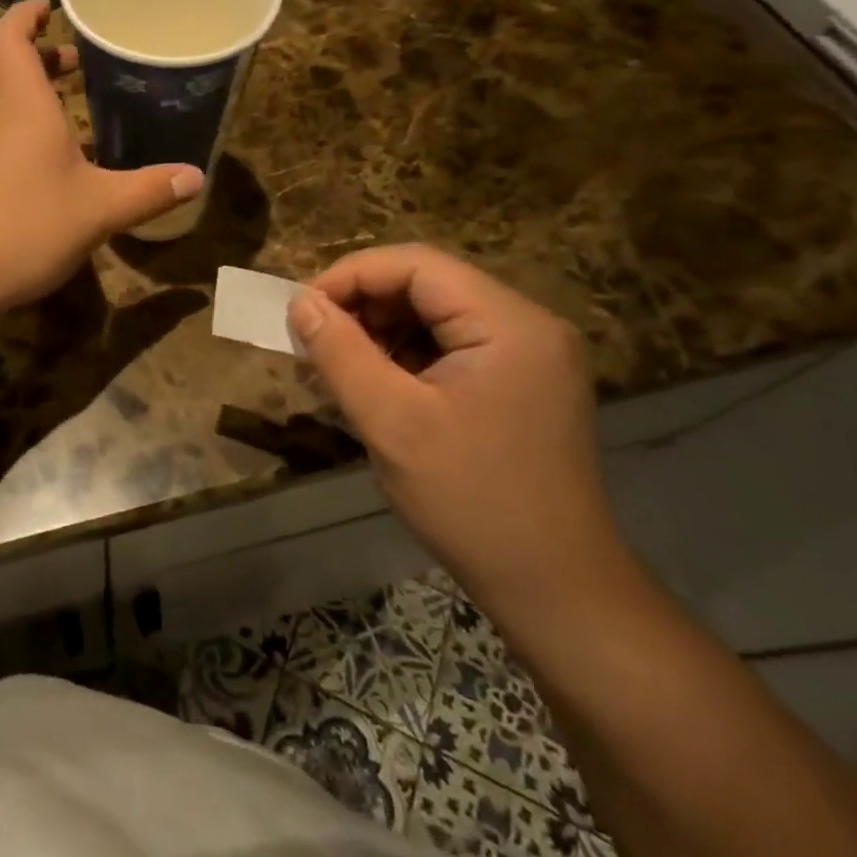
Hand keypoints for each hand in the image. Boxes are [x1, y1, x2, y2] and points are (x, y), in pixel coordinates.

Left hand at [0, 1, 202, 309]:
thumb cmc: (22, 225)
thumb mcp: (97, 209)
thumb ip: (147, 191)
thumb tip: (196, 176)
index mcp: (22, 105)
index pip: (11, 38)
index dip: (26, 14)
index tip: (50, 5)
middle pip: (13, 71)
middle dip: (45, 58)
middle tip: (83, 59)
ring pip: (10, 109)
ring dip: (41, 99)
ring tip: (82, 108)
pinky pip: (7, 142)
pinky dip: (34, 136)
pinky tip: (63, 168)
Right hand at [288, 246, 627, 619]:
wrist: (556, 591)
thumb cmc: (472, 502)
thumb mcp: (391, 423)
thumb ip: (340, 353)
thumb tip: (300, 303)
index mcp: (509, 323)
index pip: (417, 265)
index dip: (351, 276)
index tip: (302, 311)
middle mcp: (527, 325)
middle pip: (428, 285)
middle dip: (364, 307)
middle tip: (314, 343)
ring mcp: (529, 355)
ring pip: (435, 316)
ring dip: (380, 333)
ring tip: (337, 369)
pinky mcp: (521, 383)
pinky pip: (451, 347)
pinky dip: (406, 357)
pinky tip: (375, 388)